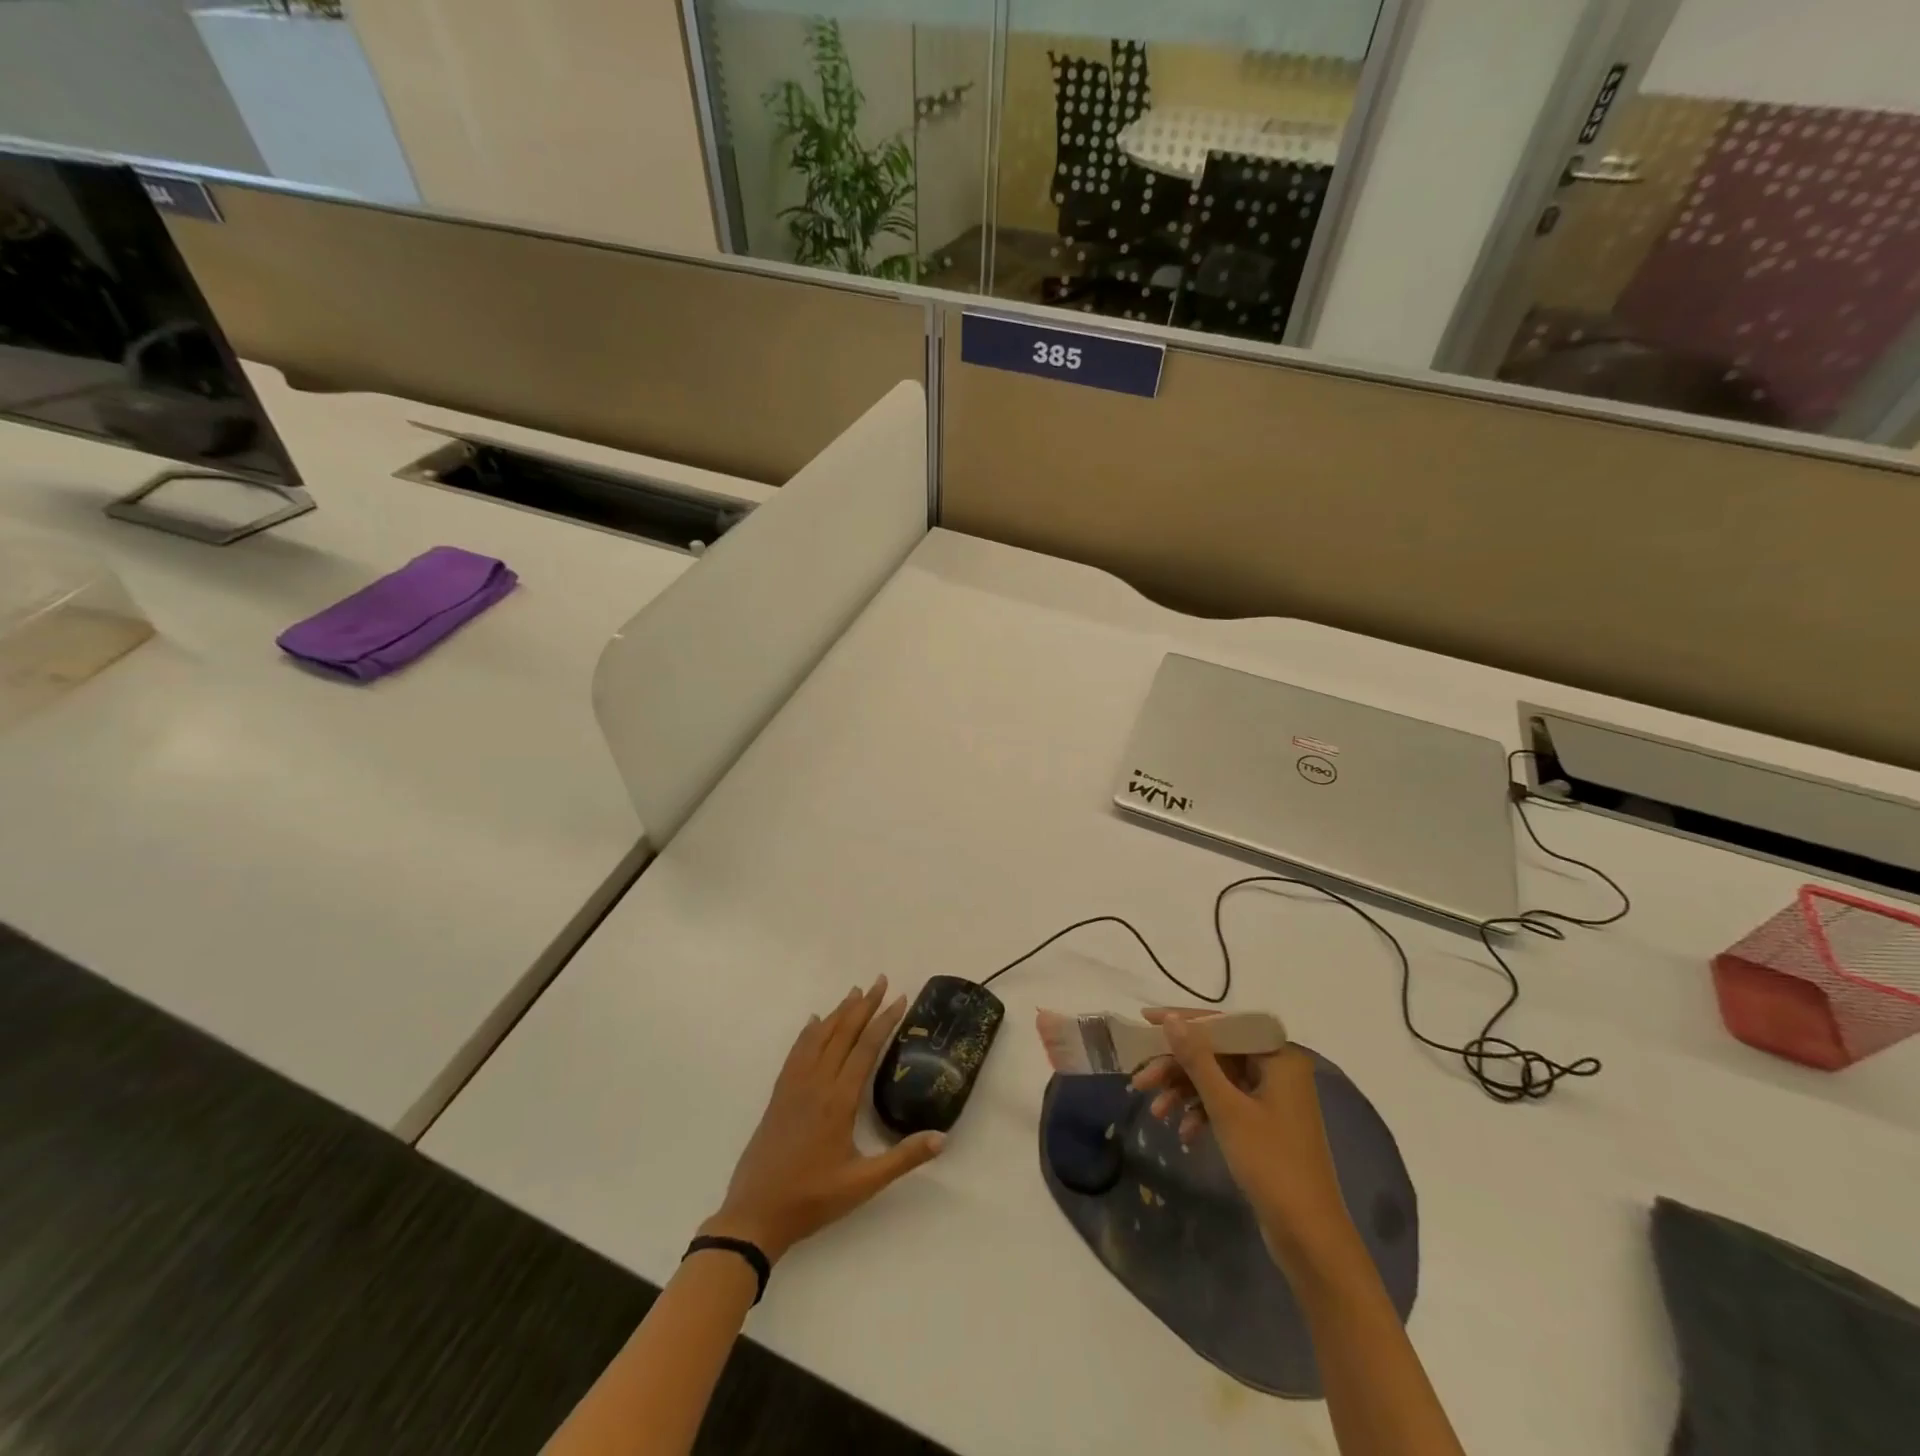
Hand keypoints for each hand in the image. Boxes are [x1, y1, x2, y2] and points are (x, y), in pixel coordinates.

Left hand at [701, 976, 943, 1262]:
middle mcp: (816, 1083)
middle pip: (843, 1033)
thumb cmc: (813, 1198)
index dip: (885, 1020)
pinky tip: (814, 1022)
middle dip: (864, 1005)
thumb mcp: (863, 1184)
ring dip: (839, 1012)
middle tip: (881, 980)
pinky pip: (796, 1052)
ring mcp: (794, 1086)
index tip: (900, 998)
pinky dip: (809, 1032)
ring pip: (819, 1037)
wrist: (755, 1214)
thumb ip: (903, 1158)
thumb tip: (942, 1137)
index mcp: (839, 1100)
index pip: (866, 1048)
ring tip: (854, 992)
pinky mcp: (779, 1095)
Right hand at [1131, 1008, 1360, 1274]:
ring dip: (1184, 1092)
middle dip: (1177, 1067)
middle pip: (1216, 1053)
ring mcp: (1271, 1098)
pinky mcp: (1264, 1124)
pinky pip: (1226, 1103)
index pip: (1223, 1024)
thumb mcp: (1227, 1108)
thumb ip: (1197, 1060)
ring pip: (1217, 1079)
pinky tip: (1183, 1133)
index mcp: (1278, 1057)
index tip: (1144, 1019)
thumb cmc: (1271, 1164)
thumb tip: (1171, 1019)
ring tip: (1157, 1113)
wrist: (1309, 1238)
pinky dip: (1202, 1113)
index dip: (1182, 1021)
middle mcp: (1277, 1069)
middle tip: (1141, 1081)